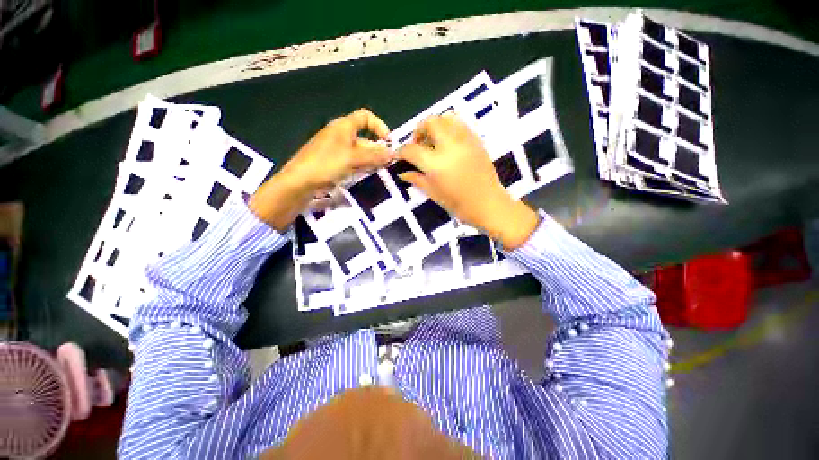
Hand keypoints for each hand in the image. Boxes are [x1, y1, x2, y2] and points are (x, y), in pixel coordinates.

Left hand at [250, 109, 392, 230]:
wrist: (300, 181)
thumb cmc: (326, 163)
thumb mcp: (353, 158)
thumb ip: (374, 156)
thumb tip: (393, 153)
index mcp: (343, 126)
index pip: (365, 117)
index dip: (379, 126)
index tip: (388, 141)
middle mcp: (340, 135)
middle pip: (364, 138)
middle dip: (377, 149)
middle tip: (388, 164)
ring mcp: (336, 150)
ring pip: (359, 152)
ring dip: (371, 160)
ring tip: (381, 172)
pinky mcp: (334, 163)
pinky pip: (352, 162)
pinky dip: (361, 167)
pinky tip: (367, 176)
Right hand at [397, 114, 538, 249]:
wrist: (489, 204)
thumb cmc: (460, 205)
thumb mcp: (434, 194)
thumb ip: (417, 179)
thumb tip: (402, 173)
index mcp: (437, 164)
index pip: (412, 149)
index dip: (402, 151)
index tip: (399, 154)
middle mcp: (450, 146)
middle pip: (430, 122)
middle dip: (419, 130)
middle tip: (418, 144)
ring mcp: (466, 141)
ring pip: (447, 118)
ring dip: (435, 125)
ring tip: (433, 140)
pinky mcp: (476, 141)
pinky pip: (461, 124)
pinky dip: (450, 127)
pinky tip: (448, 143)